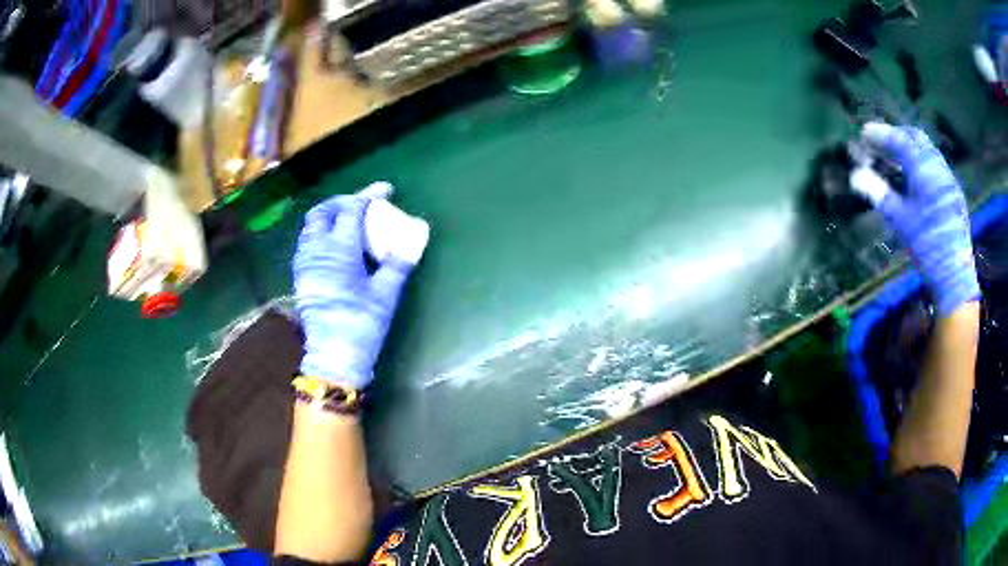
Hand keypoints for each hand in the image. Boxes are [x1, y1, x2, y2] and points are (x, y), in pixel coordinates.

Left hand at [294, 183, 414, 387]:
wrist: (333, 355)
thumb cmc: (362, 323)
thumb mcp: (386, 293)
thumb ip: (399, 261)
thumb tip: (416, 236)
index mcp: (340, 249)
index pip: (352, 209)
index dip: (369, 194)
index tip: (385, 189)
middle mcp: (317, 249)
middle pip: (322, 212)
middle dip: (341, 202)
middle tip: (360, 205)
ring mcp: (305, 263)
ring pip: (310, 227)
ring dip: (328, 217)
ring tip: (347, 224)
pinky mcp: (301, 276)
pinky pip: (306, 243)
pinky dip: (320, 234)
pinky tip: (334, 248)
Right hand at [850, 122, 979, 317]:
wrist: (954, 275)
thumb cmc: (926, 246)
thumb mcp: (900, 221)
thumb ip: (879, 193)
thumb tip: (855, 176)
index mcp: (924, 169)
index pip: (899, 140)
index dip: (880, 134)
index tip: (864, 134)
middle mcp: (938, 166)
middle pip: (915, 138)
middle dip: (896, 135)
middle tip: (880, 144)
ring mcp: (948, 179)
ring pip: (927, 151)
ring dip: (910, 148)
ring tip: (895, 160)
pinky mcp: (953, 193)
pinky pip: (935, 165)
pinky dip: (921, 162)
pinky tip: (915, 178)